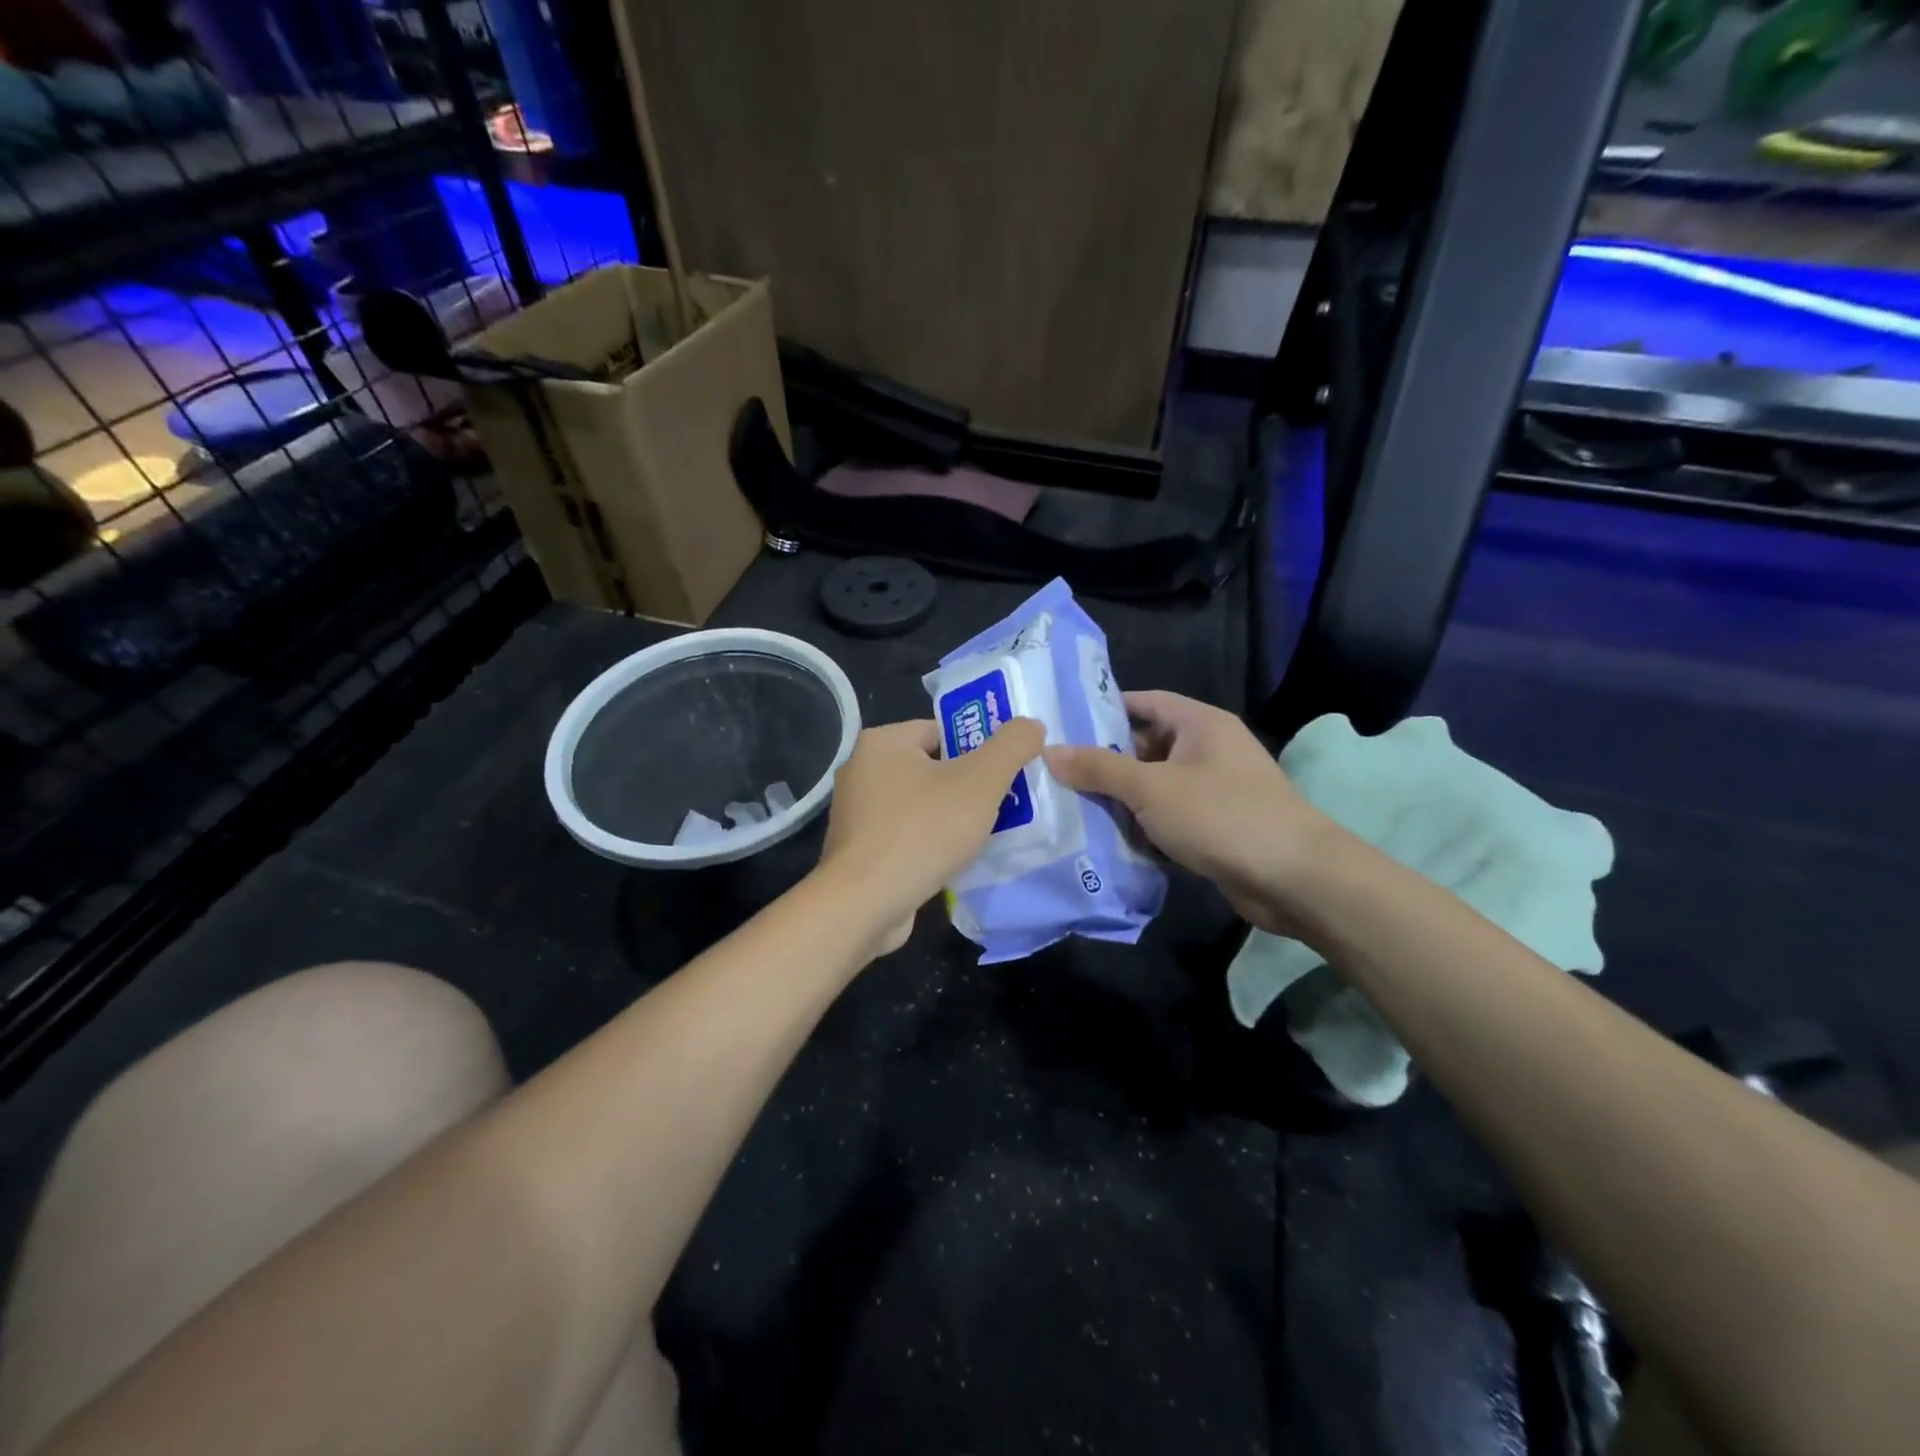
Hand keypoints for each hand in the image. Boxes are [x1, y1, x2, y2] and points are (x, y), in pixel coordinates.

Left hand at [817, 716, 1045, 953]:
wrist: (864, 905)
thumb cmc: (922, 832)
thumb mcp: (980, 782)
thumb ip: (1011, 746)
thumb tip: (1032, 725)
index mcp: (882, 742)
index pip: (941, 730)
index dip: (978, 749)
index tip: (1005, 774)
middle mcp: (862, 770)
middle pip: (932, 768)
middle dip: (969, 787)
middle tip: (1003, 805)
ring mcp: (856, 813)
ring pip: (920, 805)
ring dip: (951, 819)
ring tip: (986, 836)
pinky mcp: (858, 850)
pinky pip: (906, 835)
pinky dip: (930, 844)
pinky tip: (954, 862)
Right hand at [1043, 690, 1335, 936]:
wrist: (1294, 877)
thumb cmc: (1221, 815)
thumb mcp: (1151, 788)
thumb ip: (1099, 768)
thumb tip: (1049, 751)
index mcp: (1200, 723)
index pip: (1144, 702)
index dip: (1104, 711)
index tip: (1062, 725)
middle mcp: (1209, 749)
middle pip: (1146, 745)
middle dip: (1105, 760)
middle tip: (1056, 773)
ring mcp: (1214, 789)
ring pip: (1155, 785)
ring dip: (1121, 798)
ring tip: (1070, 805)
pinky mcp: (1216, 826)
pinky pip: (1168, 816)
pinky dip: (1143, 825)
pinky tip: (1108, 838)